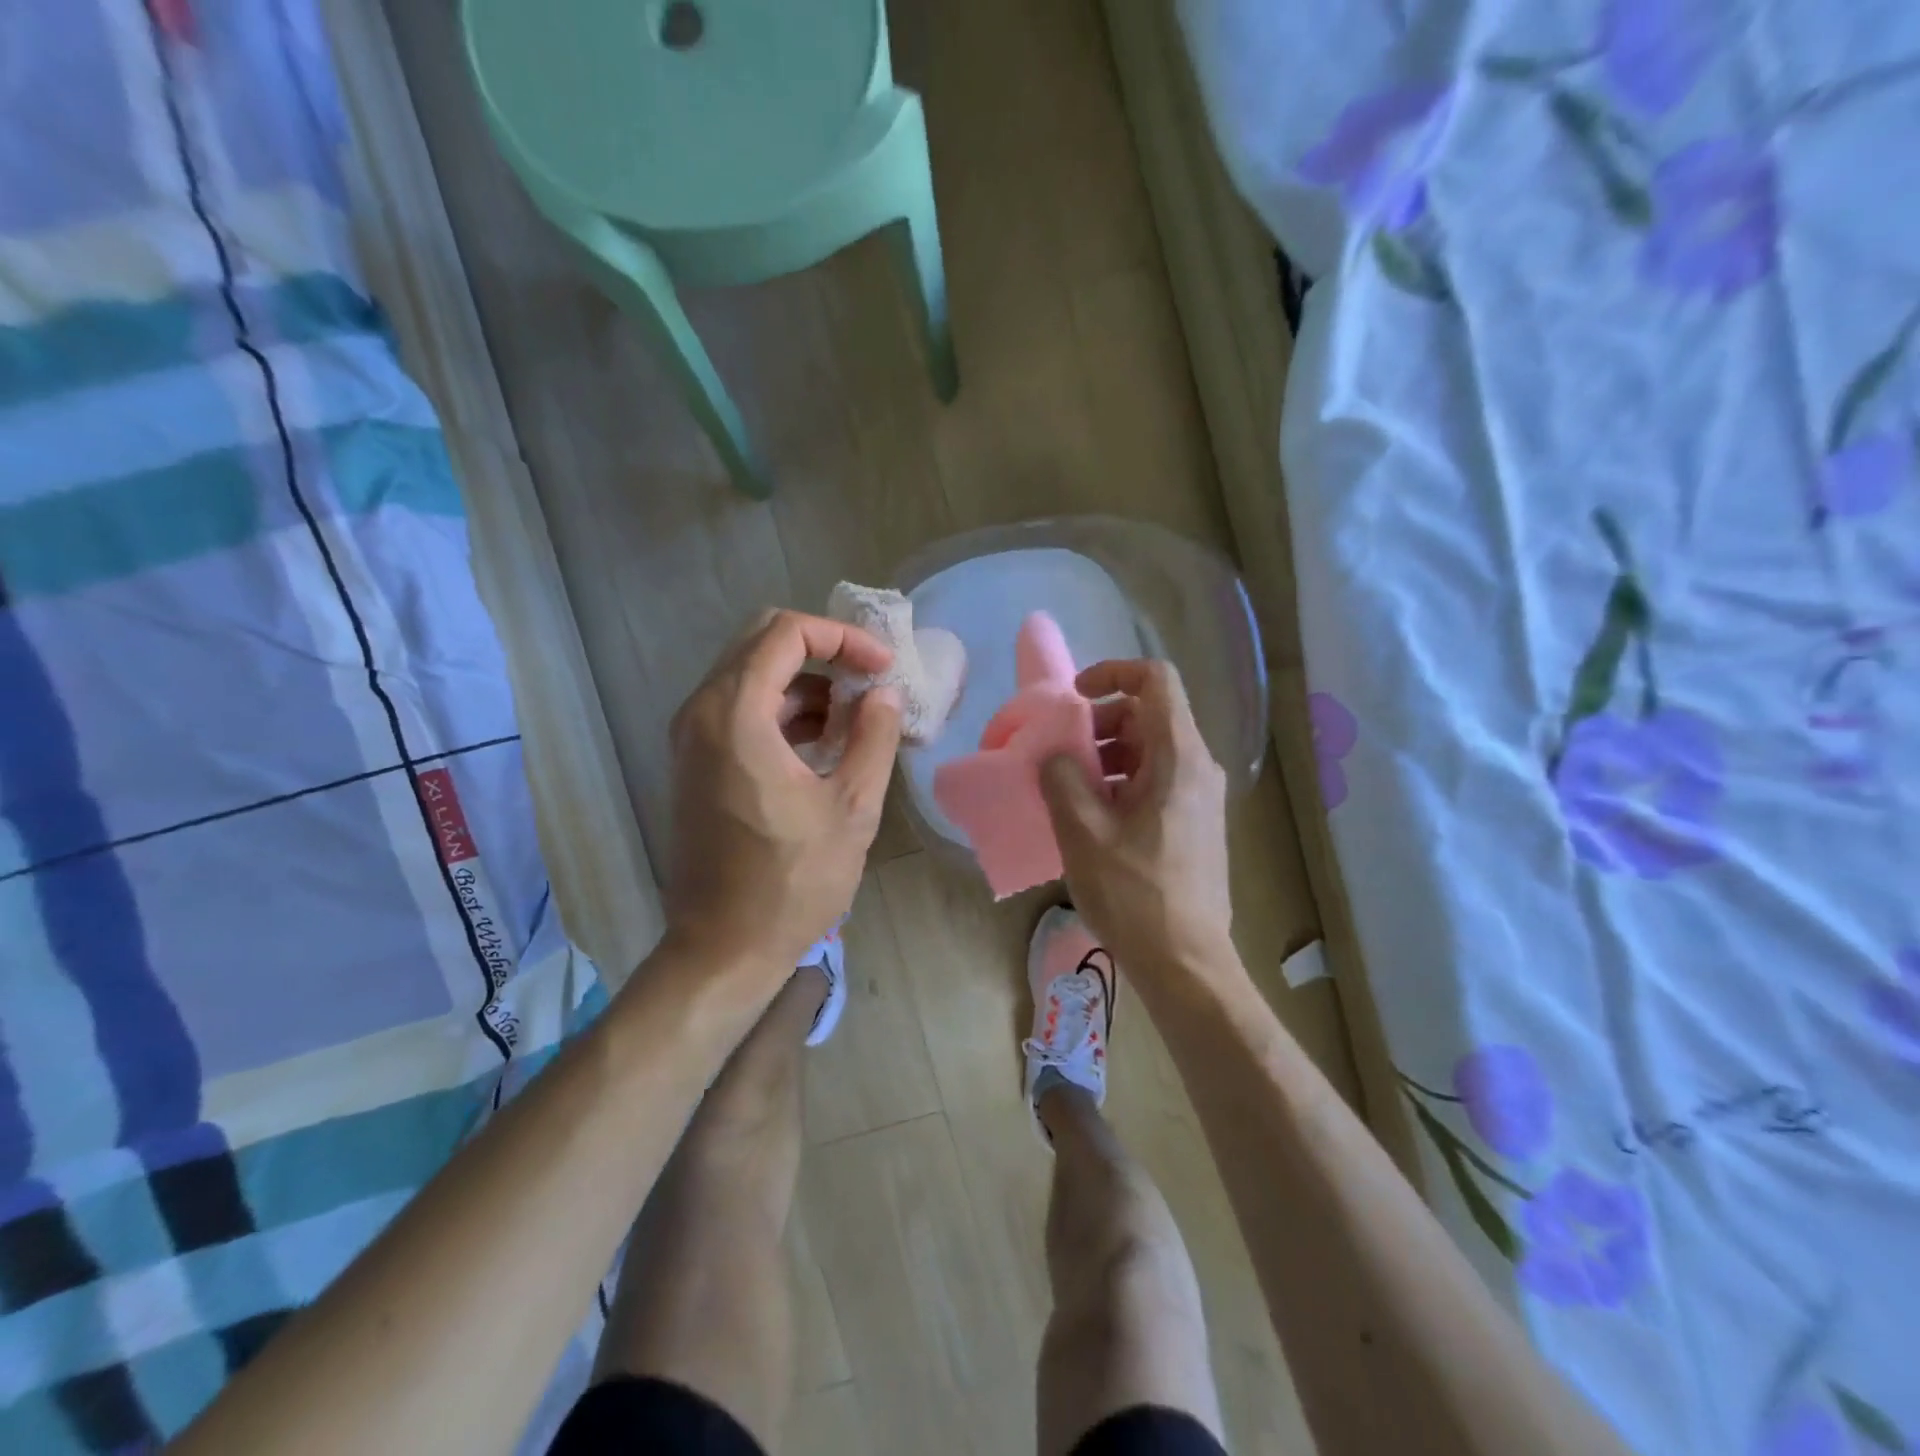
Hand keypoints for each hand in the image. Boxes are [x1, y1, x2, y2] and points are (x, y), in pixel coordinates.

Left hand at [664, 609, 902, 977]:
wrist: (722, 948)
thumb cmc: (791, 882)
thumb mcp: (852, 808)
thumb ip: (874, 738)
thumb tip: (883, 694)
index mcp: (735, 714)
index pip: (786, 632)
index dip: (843, 638)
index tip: (883, 667)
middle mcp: (702, 712)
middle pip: (762, 643)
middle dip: (824, 651)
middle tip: (871, 679)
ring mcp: (692, 738)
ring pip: (752, 676)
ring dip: (806, 684)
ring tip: (857, 717)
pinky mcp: (696, 763)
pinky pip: (741, 710)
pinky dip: (784, 711)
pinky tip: (825, 743)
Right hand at [1039, 659, 1234, 983]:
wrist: (1186, 962)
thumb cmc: (1134, 893)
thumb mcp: (1083, 831)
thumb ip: (1062, 777)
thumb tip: (1055, 754)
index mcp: (1178, 756)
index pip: (1155, 680)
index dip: (1112, 674)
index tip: (1074, 699)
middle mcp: (1197, 767)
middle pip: (1148, 716)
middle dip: (1099, 725)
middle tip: (1061, 756)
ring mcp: (1199, 797)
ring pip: (1149, 750)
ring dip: (1105, 757)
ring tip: (1069, 792)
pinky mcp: (1193, 823)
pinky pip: (1155, 781)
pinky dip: (1120, 783)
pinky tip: (1091, 819)